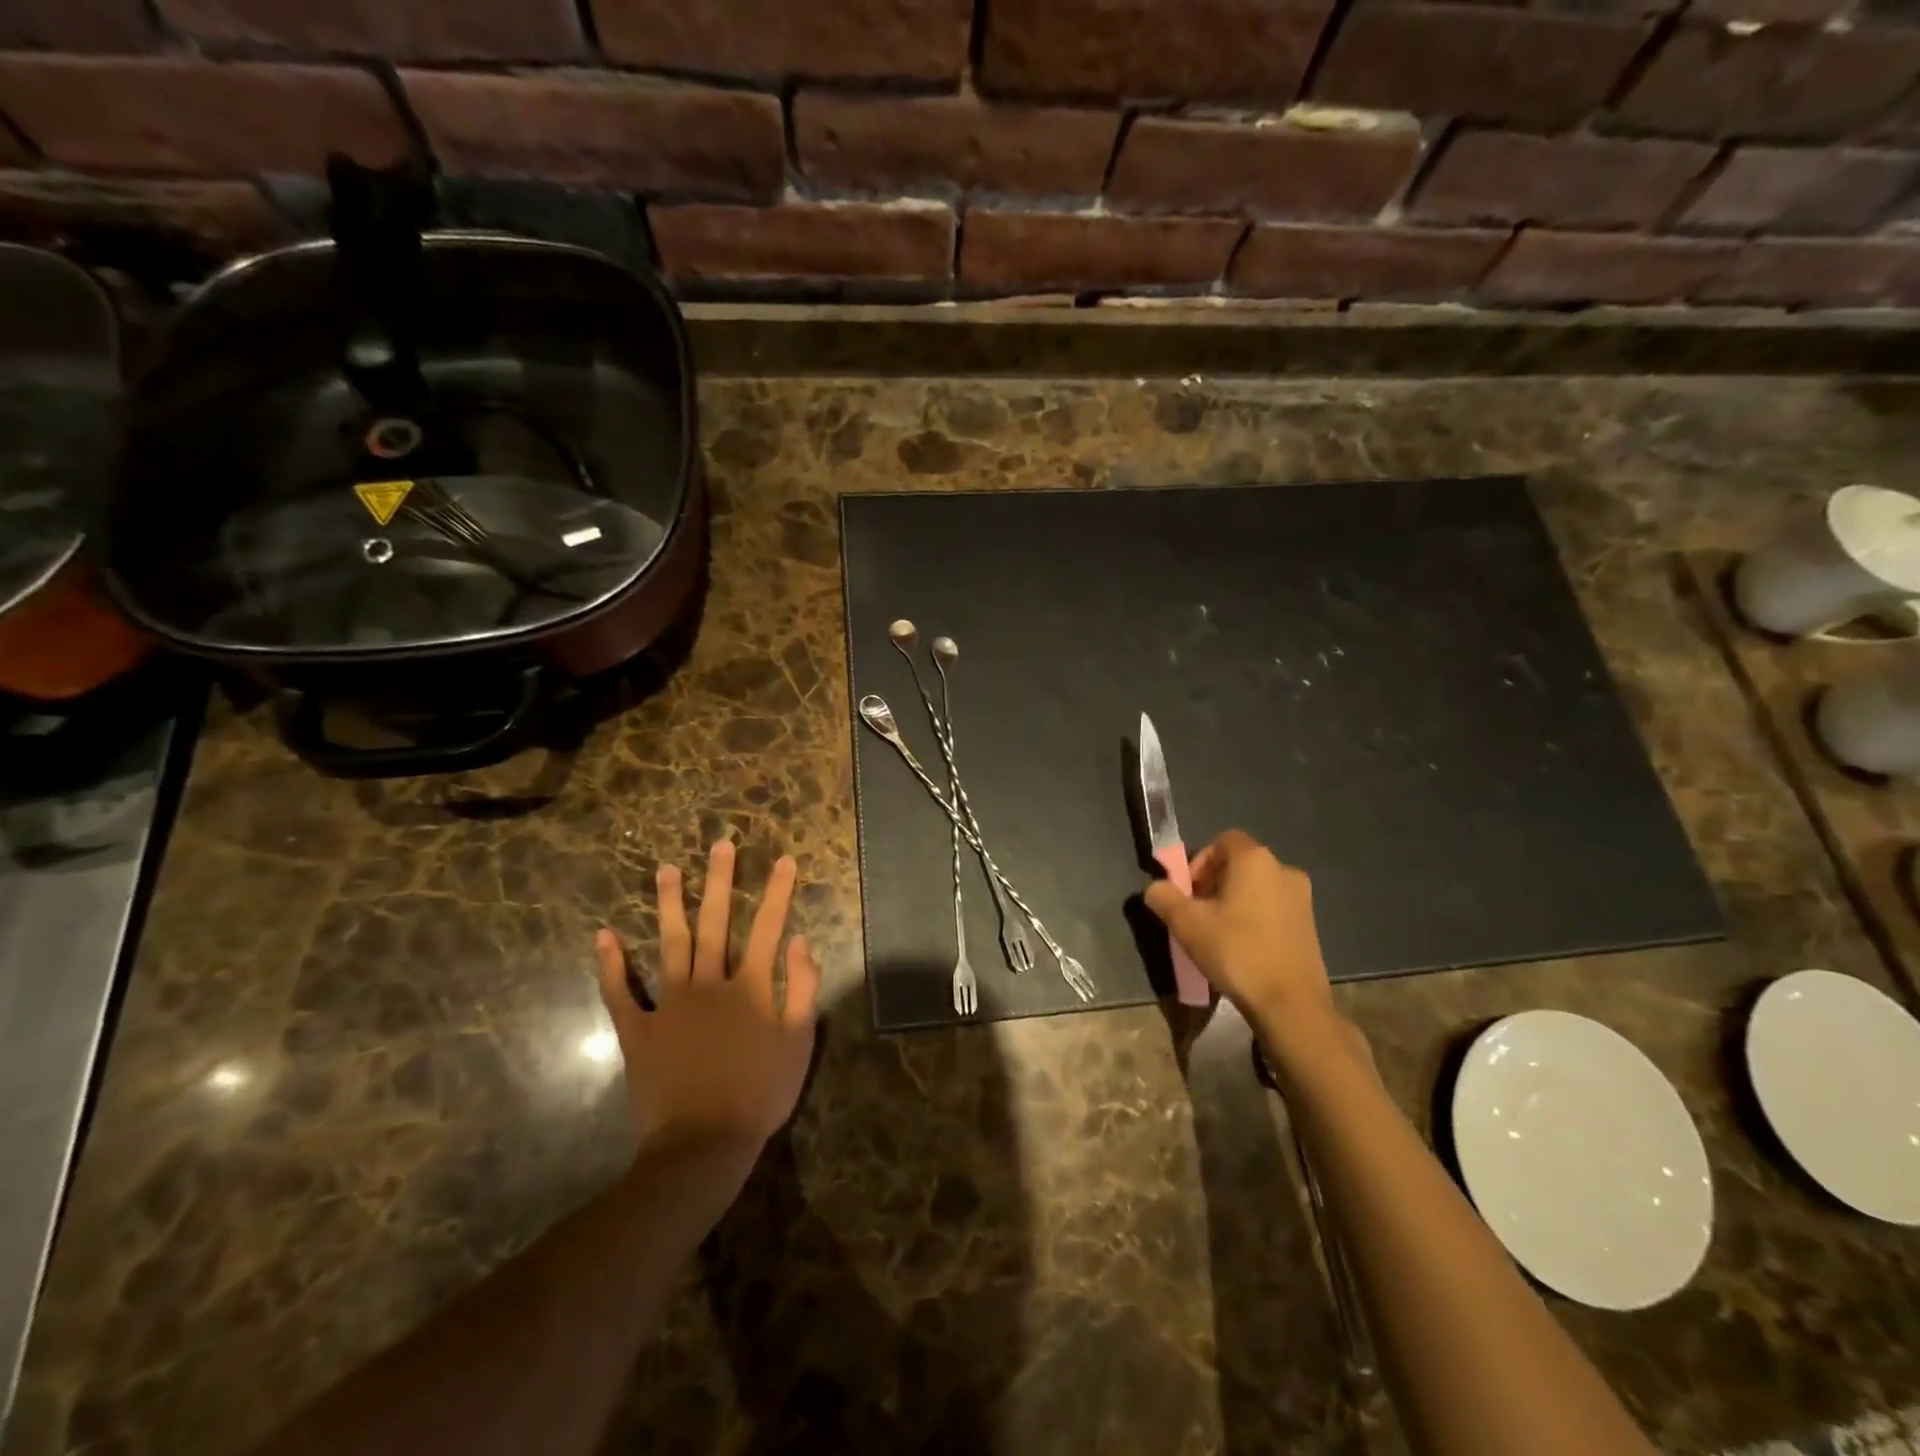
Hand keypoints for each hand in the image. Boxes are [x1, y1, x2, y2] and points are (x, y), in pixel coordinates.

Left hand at [595, 841, 819, 1166]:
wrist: (703, 1145)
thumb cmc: (759, 1094)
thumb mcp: (798, 1043)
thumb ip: (801, 988)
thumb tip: (802, 940)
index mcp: (750, 987)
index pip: (769, 928)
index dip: (779, 892)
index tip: (785, 859)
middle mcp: (709, 983)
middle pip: (716, 922)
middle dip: (721, 881)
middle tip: (720, 844)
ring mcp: (669, 1004)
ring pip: (670, 943)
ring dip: (669, 905)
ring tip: (666, 869)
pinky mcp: (638, 1030)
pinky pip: (620, 993)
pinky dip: (611, 965)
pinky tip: (604, 936)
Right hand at [1144, 830, 1354, 1062]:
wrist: (1290, 1003)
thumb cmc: (1236, 952)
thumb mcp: (1186, 924)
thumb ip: (1164, 897)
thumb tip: (1155, 889)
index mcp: (1254, 859)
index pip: (1221, 841)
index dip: (1199, 862)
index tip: (1188, 893)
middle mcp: (1283, 869)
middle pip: (1239, 864)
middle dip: (1213, 884)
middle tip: (1198, 915)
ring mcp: (1302, 898)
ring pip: (1257, 888)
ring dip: (1234, 902)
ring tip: (1219, 935)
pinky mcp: (1311, 925)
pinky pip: (1273, 909)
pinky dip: (1255, 918)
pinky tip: (1244, 948)